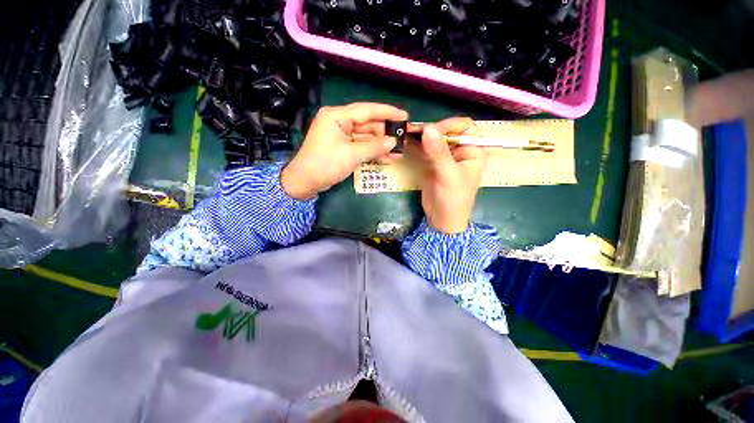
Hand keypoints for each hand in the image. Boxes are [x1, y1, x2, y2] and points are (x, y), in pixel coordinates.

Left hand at [281, 102, 407, 199]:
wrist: (305, 182)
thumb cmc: (326, 164)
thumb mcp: (352, 155)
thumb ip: (374, 147)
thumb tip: (393, 142)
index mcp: (337, 116)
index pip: (367, 110)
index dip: (387, 113)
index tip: (404, 116)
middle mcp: (339, 123)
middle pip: (367, 125)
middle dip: (385, 134)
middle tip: (402, 139)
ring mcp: (341, 136)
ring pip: (366, 138)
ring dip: (380, 146)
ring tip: (398, 153)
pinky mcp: (342, 148)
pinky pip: (361, 147)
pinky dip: (372, 153)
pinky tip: (387, 159)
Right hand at [407, 117, 487, 233]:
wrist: (441, 219)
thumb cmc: (453, 199)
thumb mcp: (449, 175)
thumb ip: (439, 153)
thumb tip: (427, 128)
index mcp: (472, 151)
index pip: (464, 127)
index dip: (449, 125)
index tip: (432, 132)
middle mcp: (459, 151)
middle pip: (446, 131)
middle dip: (431, 130)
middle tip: (415, 132)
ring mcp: (444, 157)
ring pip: (433, 139)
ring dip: (421, 136)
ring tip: (407, 133)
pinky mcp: (431, 163)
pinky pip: (424, 150)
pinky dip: (415, 145)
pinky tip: (406, 141)